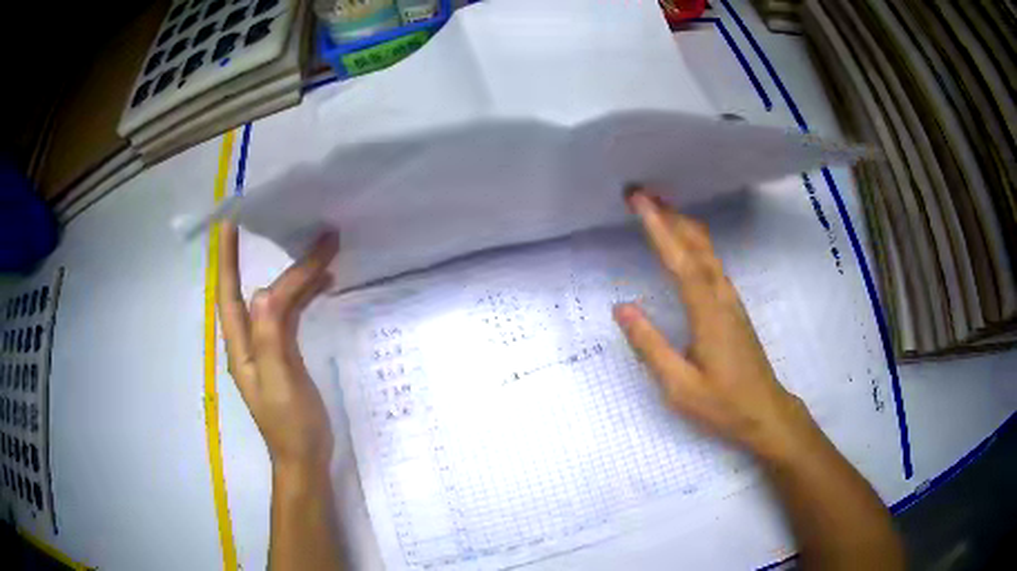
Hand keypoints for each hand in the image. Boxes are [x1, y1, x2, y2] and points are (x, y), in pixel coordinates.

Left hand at [218, 222, 339, 471]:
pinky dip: (306, 296)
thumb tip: (265, 291)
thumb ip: (269, 338)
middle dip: (282, 263)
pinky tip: (324, 284)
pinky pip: (293, 315)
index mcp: (242, 347)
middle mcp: (250, 341)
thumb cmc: (290, 425)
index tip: (230, 223)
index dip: (227, 259)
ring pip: (280, 302)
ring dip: (299, 277)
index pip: (229, 294)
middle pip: (262, 293)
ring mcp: (269, 347)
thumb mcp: (278, 383)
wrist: (305, 458)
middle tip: (313, 236)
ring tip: (326, 252)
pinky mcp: (286, 353)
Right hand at [614, 190, 821, 460]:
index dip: (659, 228)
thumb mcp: (679, 385)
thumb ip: (650, 345)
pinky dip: (695, 245)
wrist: (765, 412)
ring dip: (683, 227)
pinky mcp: (734, 308)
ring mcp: (731, 301)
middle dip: (670, 216)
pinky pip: (713, 264)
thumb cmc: (722, 404)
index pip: (680, 261)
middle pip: (697, 246)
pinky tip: (687, 246)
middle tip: (643, 194)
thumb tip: (622, 307)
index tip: (639, 201)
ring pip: (708, 252)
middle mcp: (722, 297)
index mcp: (708, 313)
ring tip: (660, 210)